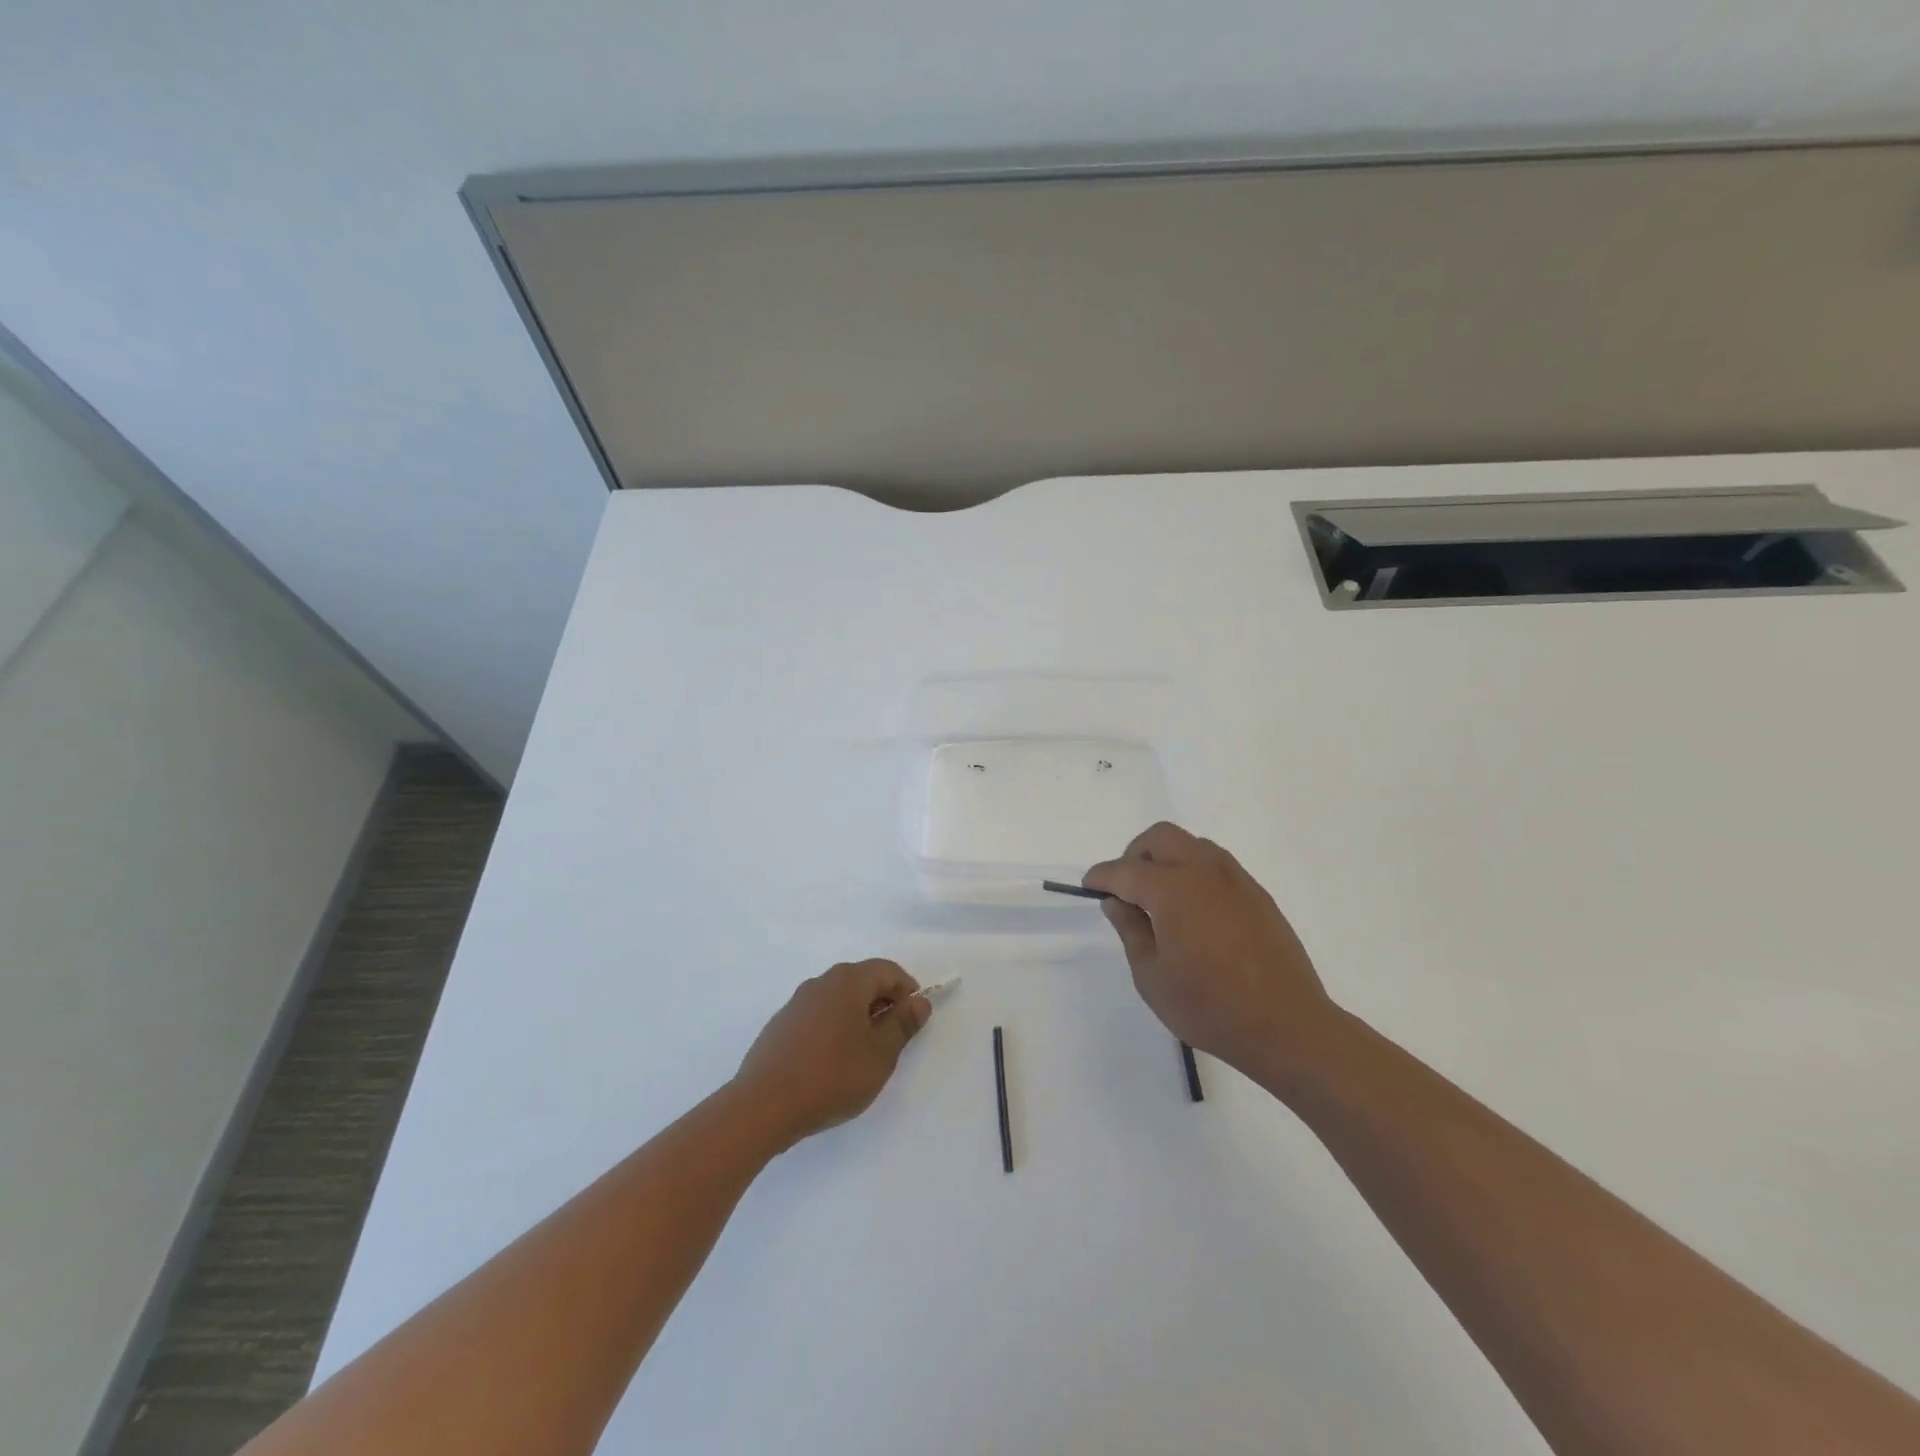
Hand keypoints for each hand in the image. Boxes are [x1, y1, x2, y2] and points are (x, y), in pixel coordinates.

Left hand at [731, 960, 931, 1150]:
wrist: (763, 1106)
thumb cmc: (832, 1076)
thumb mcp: (880, 1054)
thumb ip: (903, 1024)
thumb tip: (919, 1002)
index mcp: (848, 981)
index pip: (887, 971)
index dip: (907, 991)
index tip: (914, 1020)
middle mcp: (820, 982)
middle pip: (862, 981)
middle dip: (883, 1005)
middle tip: (892, 1041)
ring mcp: (796, 1003)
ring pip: (838, 1000)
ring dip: (857, 1018)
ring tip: (863, 1056)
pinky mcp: (780, 1026)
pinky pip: (818, 1017)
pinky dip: (834, 1029)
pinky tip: (831, 1064)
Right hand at [1084, 823, 1338, 1080]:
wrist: (1287, 1026)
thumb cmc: (1209, 1006)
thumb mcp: (1152, 975)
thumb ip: (1130, 929)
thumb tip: (1117, 901)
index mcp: (1172, 889)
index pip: (1125, 869)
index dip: (1102, 876)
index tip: (1089, 886)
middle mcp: (1204, 871)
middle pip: (1160, 837)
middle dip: (1134, 854)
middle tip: (1126, 889)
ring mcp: (1236, 879)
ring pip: (1192, 844)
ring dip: (1167, 858)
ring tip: (1160, 899)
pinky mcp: (1257, 894)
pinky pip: (1216, 865)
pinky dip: (1194, 872)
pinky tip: (1193, 911)